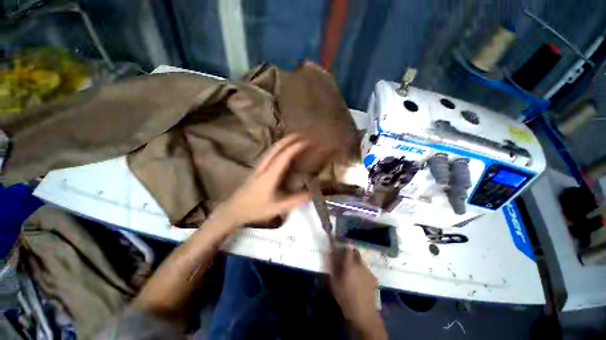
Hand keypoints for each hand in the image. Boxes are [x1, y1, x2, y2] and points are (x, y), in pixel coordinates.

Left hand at [213, 134, 309, 227]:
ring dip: (284, 141)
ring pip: (272, 149)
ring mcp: (259, 166)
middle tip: (302, 134)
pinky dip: (279, 147)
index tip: (307, 141)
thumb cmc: (255, 209)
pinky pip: (270, 153)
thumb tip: (313, 194)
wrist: (233, 209)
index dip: (295, 147)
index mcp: (269, 175)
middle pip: (276, 147)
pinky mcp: (257, 168)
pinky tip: (284, 149)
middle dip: (289, 139)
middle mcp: (264, 166)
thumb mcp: (276, 208)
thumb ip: (295, 201)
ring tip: (295, 138)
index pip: (284, 156)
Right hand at [329, 247, 386, 338]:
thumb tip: (332, 257)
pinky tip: (360, 280)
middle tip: (345, 259)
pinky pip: (366, 270)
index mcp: (350, 265)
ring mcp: (368, 271)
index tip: (340, 247)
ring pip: (361, 261)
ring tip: (352, 272)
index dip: (344, 246)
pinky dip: (362, 271)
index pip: (348, 248)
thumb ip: (333, 268)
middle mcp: (360, 265)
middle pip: (356, 252)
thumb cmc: (346, 298)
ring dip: (356, 263)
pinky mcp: (374, 278)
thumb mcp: (334, 283)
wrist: (363, 313)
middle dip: (351, 253)